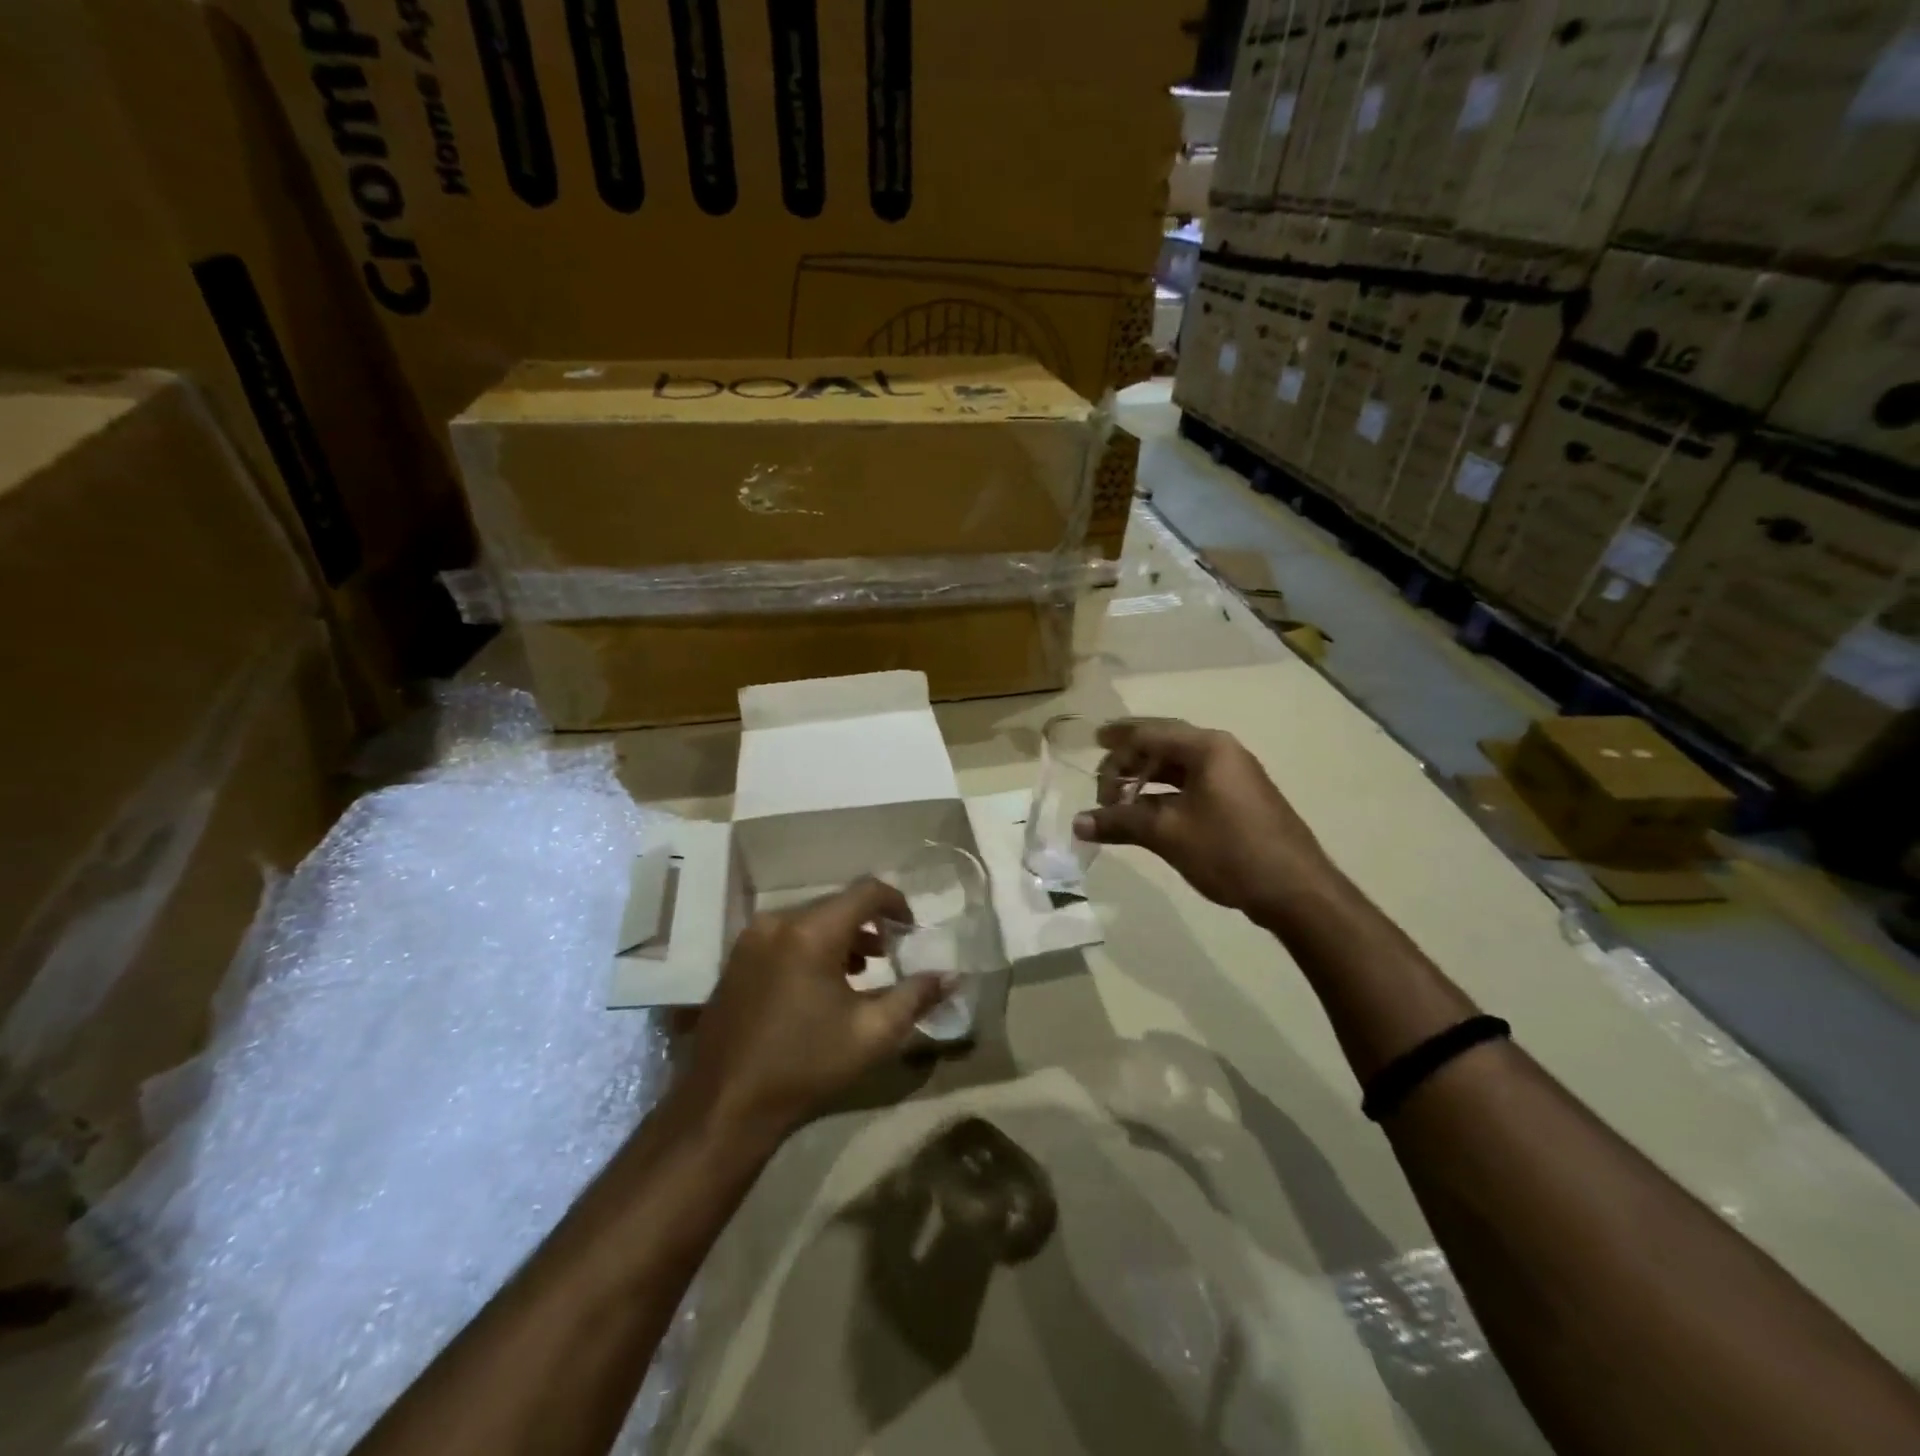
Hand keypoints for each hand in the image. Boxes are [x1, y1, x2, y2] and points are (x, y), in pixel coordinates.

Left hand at [679, 878, 948, 1138]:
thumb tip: (952, 976)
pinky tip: (821, 983)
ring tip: (861, 971)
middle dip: (869, 924)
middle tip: (891, 955)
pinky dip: (811, 946)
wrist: (725, 1105)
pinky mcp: (736, 959)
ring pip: (809, 920)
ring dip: (841, 936)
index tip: (911, 931)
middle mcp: (778, 922)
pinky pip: (785, 935)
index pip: (865, 892)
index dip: (896, 904)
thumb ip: (916, 997)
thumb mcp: (872, 1034)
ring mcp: (751, 939)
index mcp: (811, 932)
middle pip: (836, 904)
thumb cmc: (805, 1066)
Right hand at [1075, 718, 1335, 922]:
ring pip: (1178, 766)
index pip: (1150, 732)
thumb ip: (1120, 822)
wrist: (1295, 891)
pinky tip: (1147, 813)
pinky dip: (1164, 794)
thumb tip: (1077, 823)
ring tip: (1118, 798)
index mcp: (1207, 748)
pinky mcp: (1238, 801)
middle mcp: (1222, 753)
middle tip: (1101, 777)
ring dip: (1146, 778)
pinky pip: (1192, 785)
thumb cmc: (1229, 850)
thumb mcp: (1168, 834)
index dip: (1117, 739)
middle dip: (1129, 758)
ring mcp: (1233, 777)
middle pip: (1164, 744)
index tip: (1090, 746)